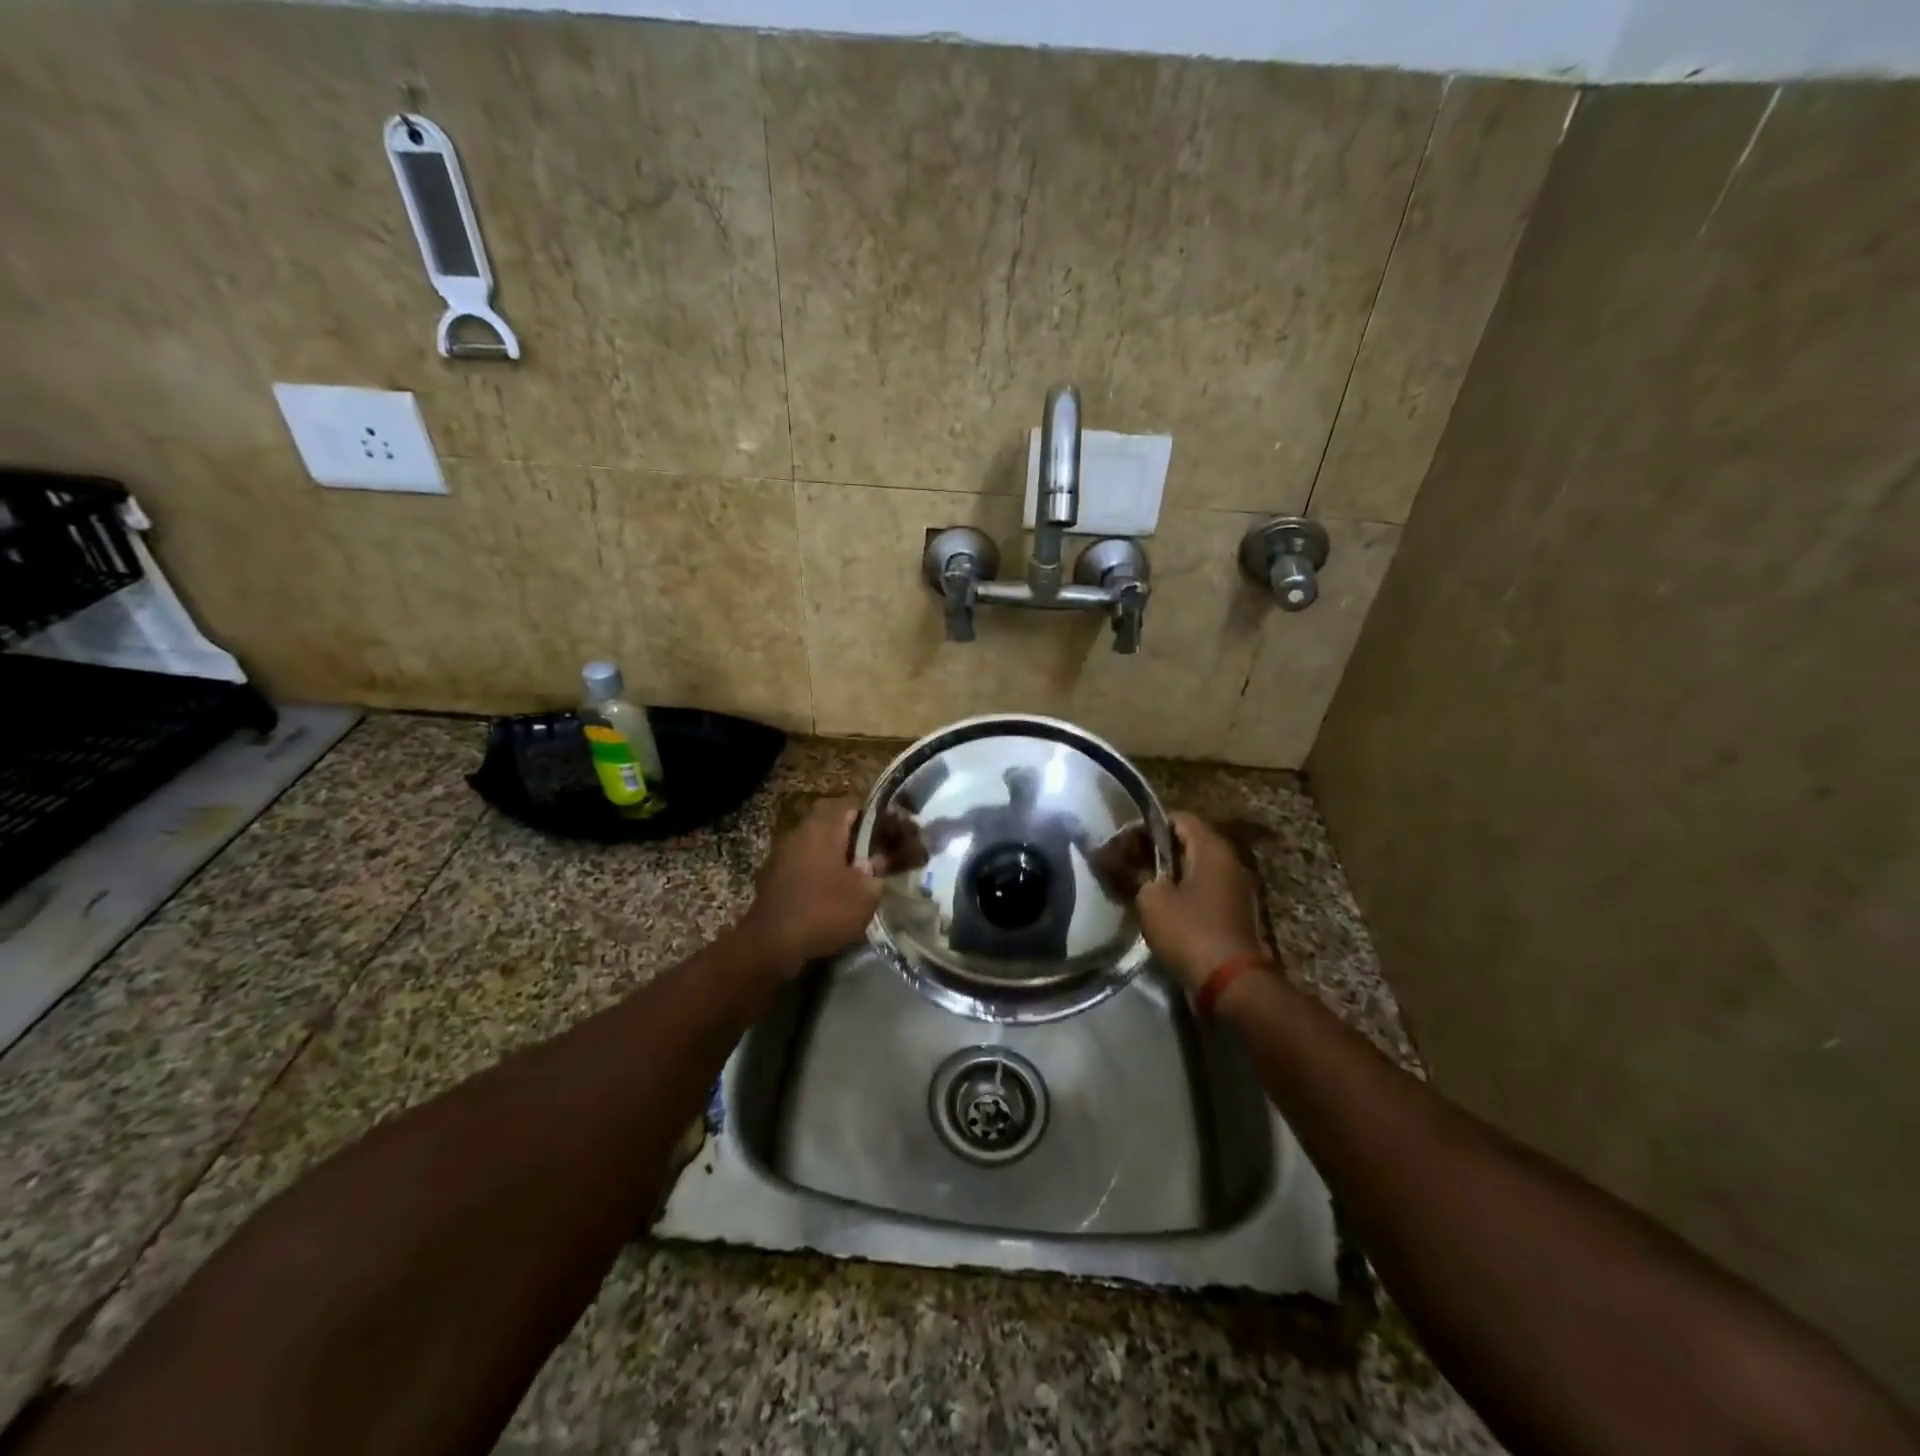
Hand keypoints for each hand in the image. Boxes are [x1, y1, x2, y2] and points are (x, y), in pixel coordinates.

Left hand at [736, 798, 884, 971]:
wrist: (771, 944)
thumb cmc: (824, 911)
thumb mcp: (866, 893)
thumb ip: (878, 871)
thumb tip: (878, 861)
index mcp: (822, 828)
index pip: (852, 806)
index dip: (874, 817)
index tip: (889, 833)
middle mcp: (799, 832)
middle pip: (832, 825)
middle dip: (853, 839)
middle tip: (874, 857)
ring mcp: (781, 854)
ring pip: (815, 846)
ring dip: (834, 858)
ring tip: (854, 879)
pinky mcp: (771, 877)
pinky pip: (802, 866)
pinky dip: (817, 874)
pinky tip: (829, 896)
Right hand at [1135, 812, 1267, 990]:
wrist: (1232, 983)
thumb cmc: (1190, 931)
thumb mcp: (1151, 899)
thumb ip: (1135, 875)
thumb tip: (1123, 865)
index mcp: (1212, 849)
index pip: (1178, 819)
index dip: (1147, 827)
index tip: (1123, 844)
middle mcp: (1230, 862)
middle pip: (1188, 843)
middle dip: (1155, 851)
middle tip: (1126, 866)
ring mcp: (1237, 890)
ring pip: (1195, 869)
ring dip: (1167, 875)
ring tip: (1138, 888)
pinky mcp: (1235, 915)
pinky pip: (1204, 892)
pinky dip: (1182, 894)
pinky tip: (1160, 910)